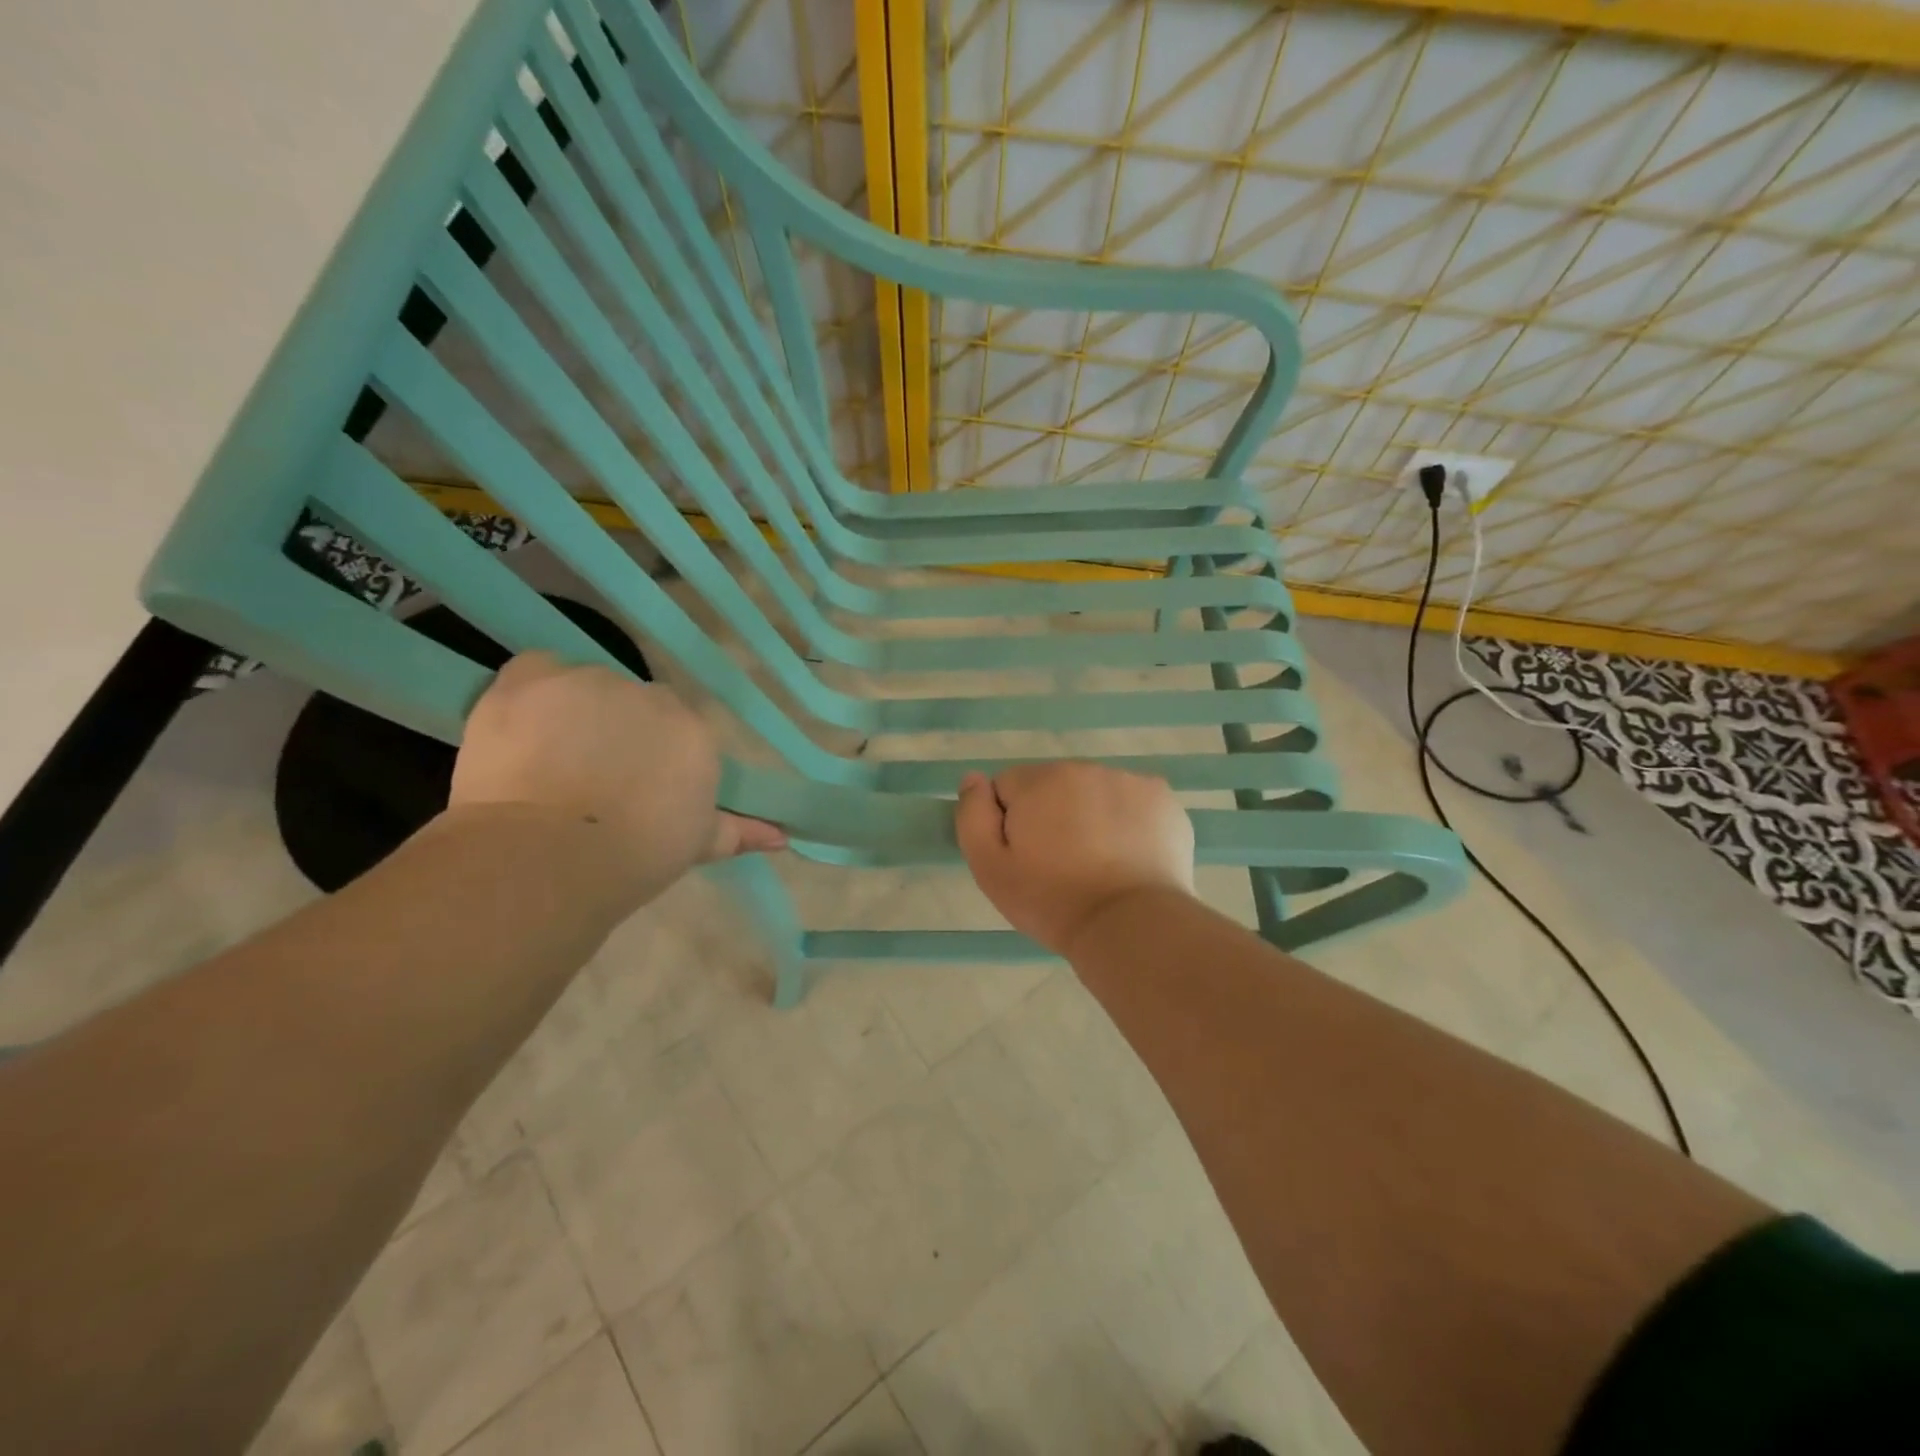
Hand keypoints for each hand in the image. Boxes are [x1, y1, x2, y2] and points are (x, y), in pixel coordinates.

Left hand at [449, 653, 784, 904]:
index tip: (630, 788)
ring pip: (585, 689)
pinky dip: (529, 696)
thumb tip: (784, 838)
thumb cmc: (635, 856)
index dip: (650, 756)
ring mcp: (593, 682)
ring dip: (572, 716)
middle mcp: (651, 697)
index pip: (675, 730)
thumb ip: (739, 831)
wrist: (549, 854)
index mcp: (694, 733)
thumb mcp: (696, 845)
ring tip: (546, 764)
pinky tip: (518, 731)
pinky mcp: (534, 678)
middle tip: (590, 779)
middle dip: (615, 732)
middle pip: (633, 704)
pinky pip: (536, 672)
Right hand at [955, 762, 1195, 956]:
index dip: (1010, 823)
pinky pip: (1132, 803)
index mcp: (1041, 780)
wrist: (1131, 925)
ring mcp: (1130, 781)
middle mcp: (1086, 768)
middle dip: (1051, 814)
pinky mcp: (1164, 801)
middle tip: (1061, 865)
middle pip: (1053, 786)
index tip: (1025, 857)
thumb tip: (973, 779)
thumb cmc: (1052, 900)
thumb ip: (972, 816)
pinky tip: (1129, 857)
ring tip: (1098, 864)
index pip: (1008, 787)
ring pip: (1094, 793)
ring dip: (1089, 816)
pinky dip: (1127, 822)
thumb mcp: (990, 868)